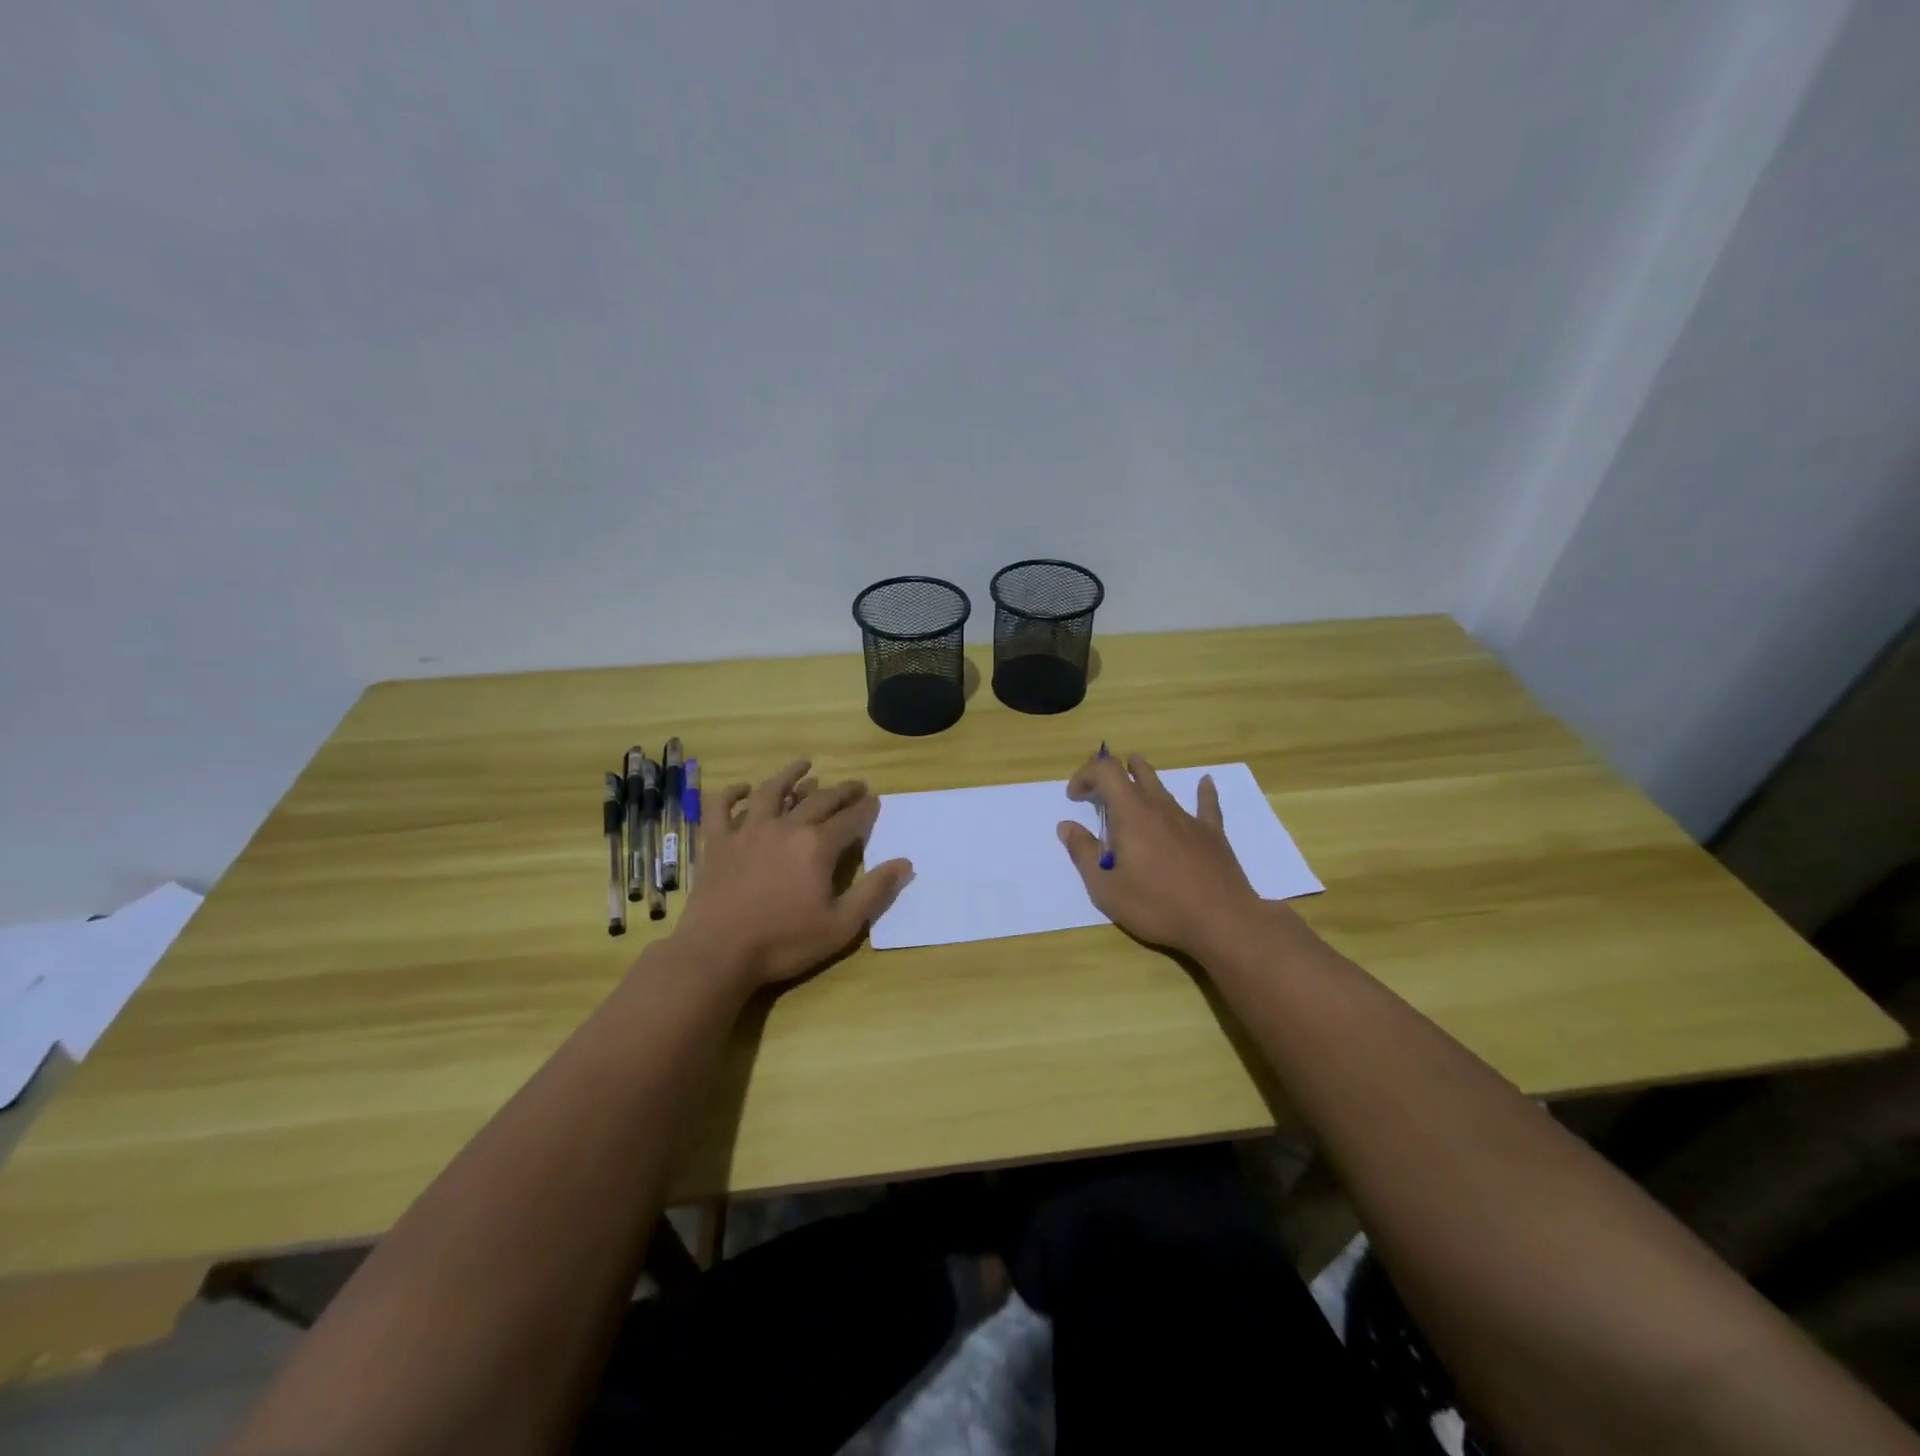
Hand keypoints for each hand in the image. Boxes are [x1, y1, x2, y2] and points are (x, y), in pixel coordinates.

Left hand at [673, 758, 912, 989]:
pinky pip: (721, 807)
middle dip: (841, 790)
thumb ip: (874, 891)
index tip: (875, 799)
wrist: (718, 953)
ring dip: (790, 775)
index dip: (865, 808)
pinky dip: (732, 793)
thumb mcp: (841, 926)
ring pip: (772, 791)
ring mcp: (748, 830)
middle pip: (819, 799)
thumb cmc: (784, 942)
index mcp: (818, 846)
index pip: (850, 819)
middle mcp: (786, 827)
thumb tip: (905, 863)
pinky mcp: (718, 842)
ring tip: (804, 765)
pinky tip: (743, 788)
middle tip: (855, 784)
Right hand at [1057, 751, 1263, 957]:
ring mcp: (1189, 818)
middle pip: (1135, 772)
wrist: (1222, 922)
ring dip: (1144, 776)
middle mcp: (1159, 807)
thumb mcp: (1106, 889)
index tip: (1075, 797)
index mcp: (1131, 815)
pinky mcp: (1212, 834)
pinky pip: (1207, 804)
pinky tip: (1205, 782)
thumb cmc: (1157, 906)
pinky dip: (1202, 791)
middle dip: (1112, 773)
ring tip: (1135, 770)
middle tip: (1100, 791)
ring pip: (1163, 786)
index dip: (1086, 775)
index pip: (1105, 772)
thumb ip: (1083, 854)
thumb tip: (1067, 826)